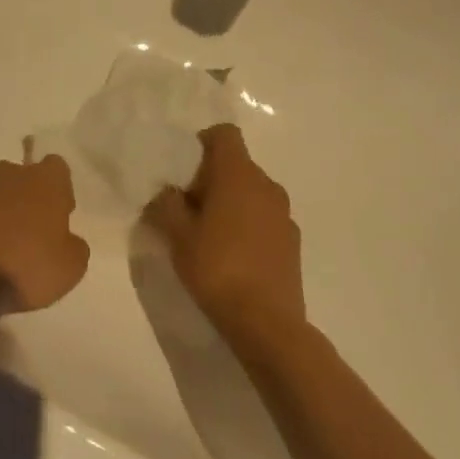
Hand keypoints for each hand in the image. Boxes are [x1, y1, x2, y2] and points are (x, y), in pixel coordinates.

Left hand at [0, 155, 90, 313]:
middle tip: (26, 231)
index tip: (58, 212)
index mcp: (42, 182)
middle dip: (23, 197)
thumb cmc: (24, 268)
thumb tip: (68, 240)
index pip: (56, 167)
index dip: (59, 188)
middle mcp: (5, 174)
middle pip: (19, 176)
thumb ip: (74, 246)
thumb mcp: (69, 269)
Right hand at [145, 123, 305, 340]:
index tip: (184, 170)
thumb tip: (167, 193)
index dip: (203, 143)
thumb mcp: (177, 234)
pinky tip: (231, 256)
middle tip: (187, 208)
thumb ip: (166, 204)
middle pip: (236, 164)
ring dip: (231, 203)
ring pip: (251, 193)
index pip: (224, 134)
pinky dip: (247, 225)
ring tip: (208, 235)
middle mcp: (266, 186)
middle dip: (211, 178)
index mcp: (238, 174)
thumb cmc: (216, 267)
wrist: (266, 324)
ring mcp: (284, 215)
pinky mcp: (293, 243)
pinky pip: (264, 218)